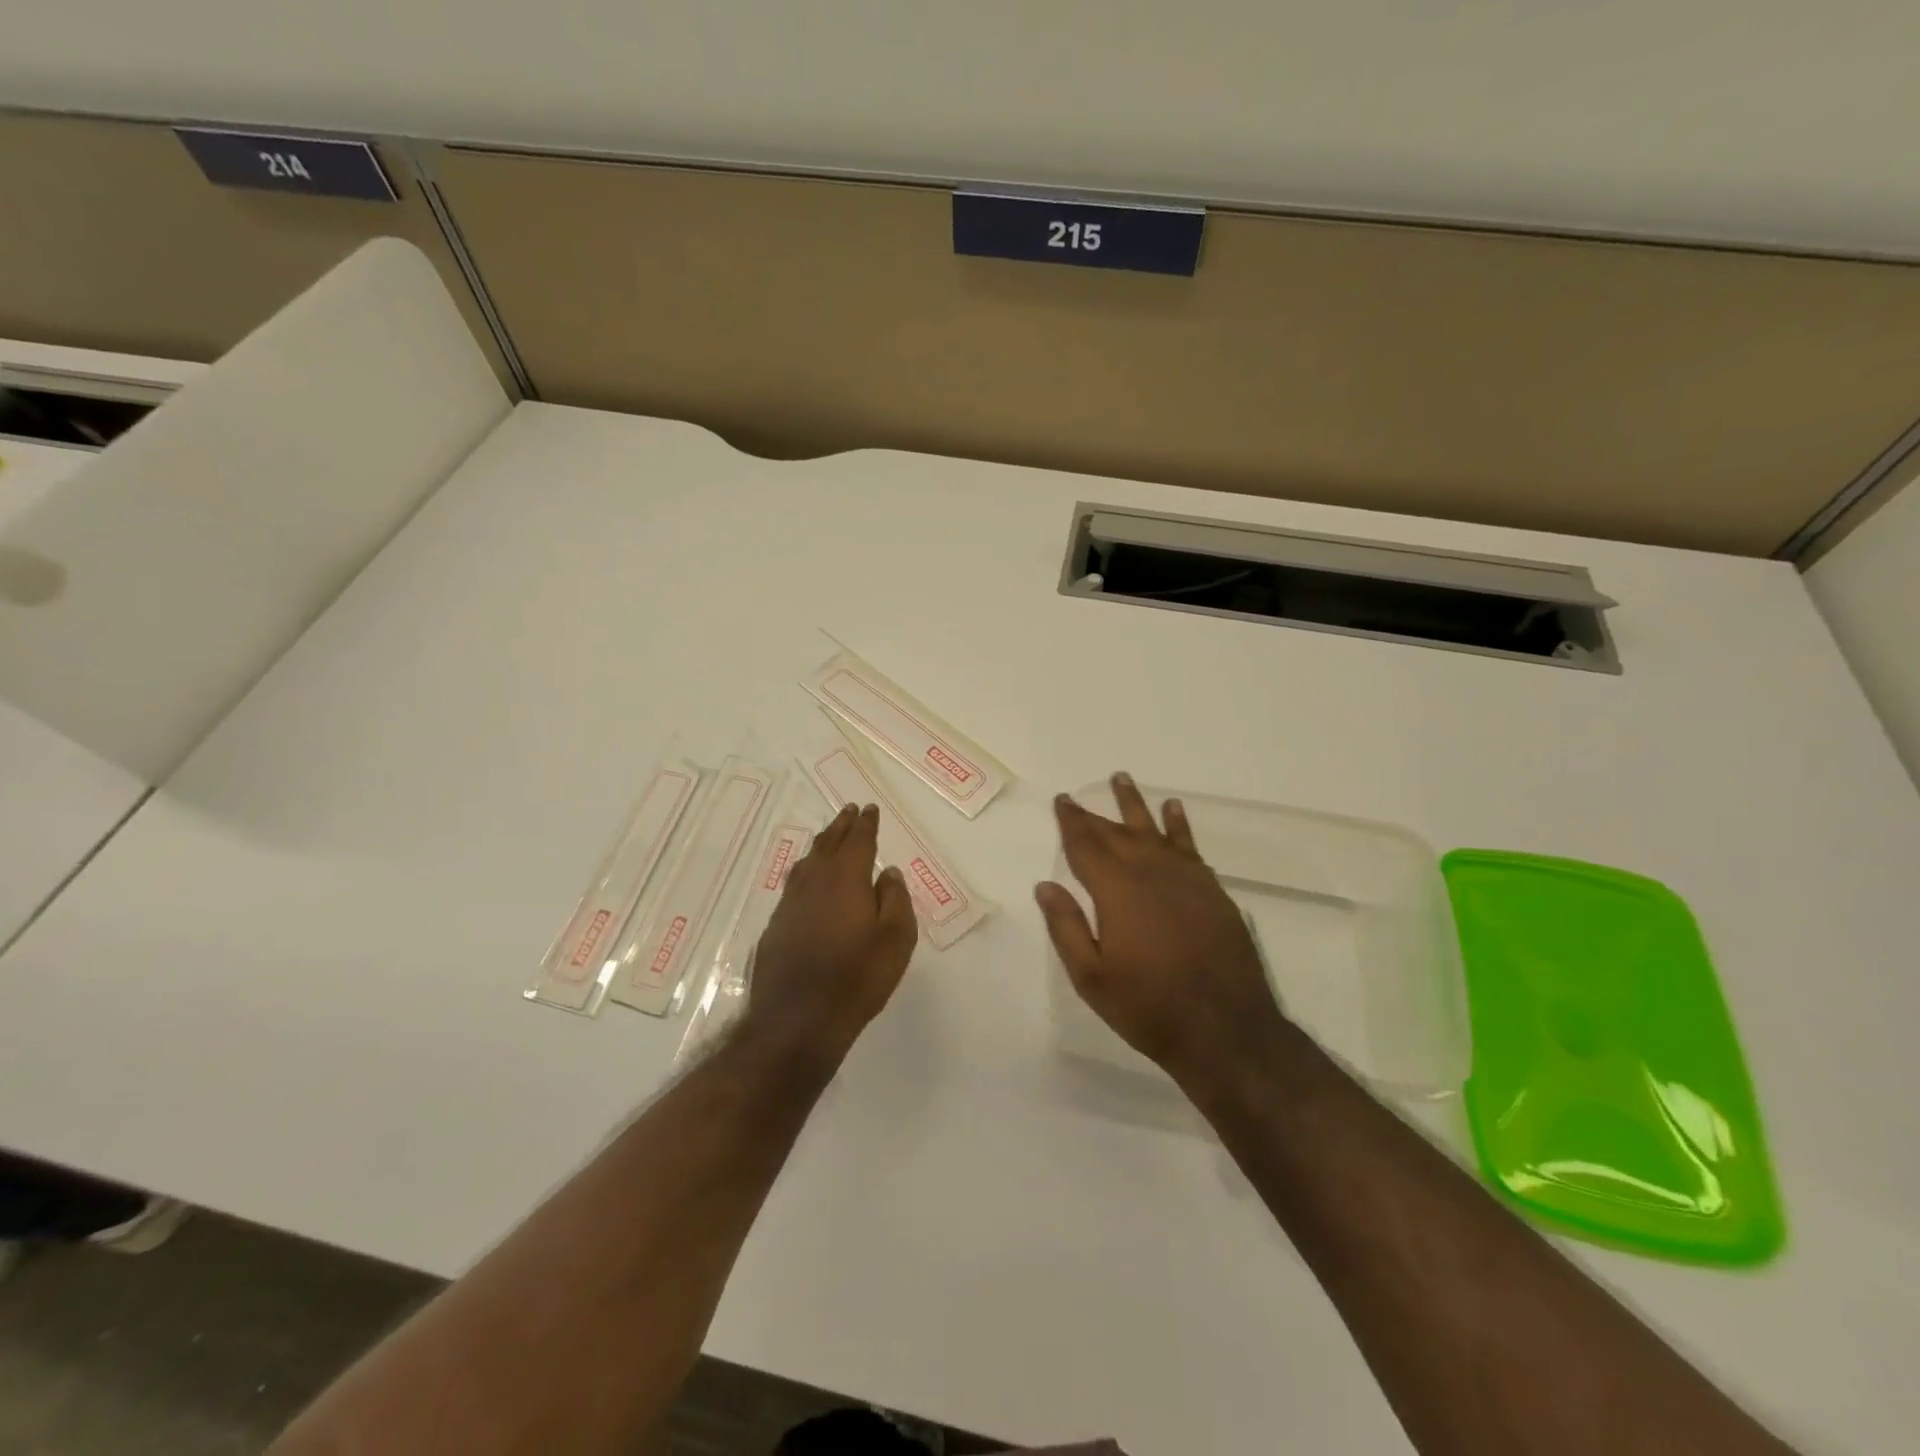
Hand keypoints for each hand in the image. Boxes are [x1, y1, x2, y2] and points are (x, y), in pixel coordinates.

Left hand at [745, 803, 917, 1058]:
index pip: (858, 841)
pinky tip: (807, 881)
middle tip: (849, 810)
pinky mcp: (776, 926)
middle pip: (828, 844)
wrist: (797, 1020)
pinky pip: (794, 885)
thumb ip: (895, 900)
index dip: (865, 823)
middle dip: (841, 826)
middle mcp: (815, 882)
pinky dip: (805, 872)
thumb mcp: (895, 940)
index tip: (868, 808)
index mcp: (846, 879)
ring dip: (821, 845)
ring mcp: (790, 904)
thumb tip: (888, 873)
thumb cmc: (857, 978)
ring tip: (829, 837)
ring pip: (807, 862)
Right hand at [1036, 772, 1288, 1090]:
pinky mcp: (1212, 890)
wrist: (1225, 1028)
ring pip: (1153, 830)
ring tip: (1121, 778)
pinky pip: (1190, 846)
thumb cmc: (1148, 1006)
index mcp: (1116, 891)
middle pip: (1116, 833)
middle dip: (1093, 814)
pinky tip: (1173, 809)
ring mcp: (1186, 878)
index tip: (1062, 801)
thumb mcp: (1092, 976)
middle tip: (1077, 797)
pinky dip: (1179, 824)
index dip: (1071, 822)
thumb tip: (1046, 886)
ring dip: (1135, 804)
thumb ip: (1067, 927)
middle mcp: (1150, 872)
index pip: (1086, 846)